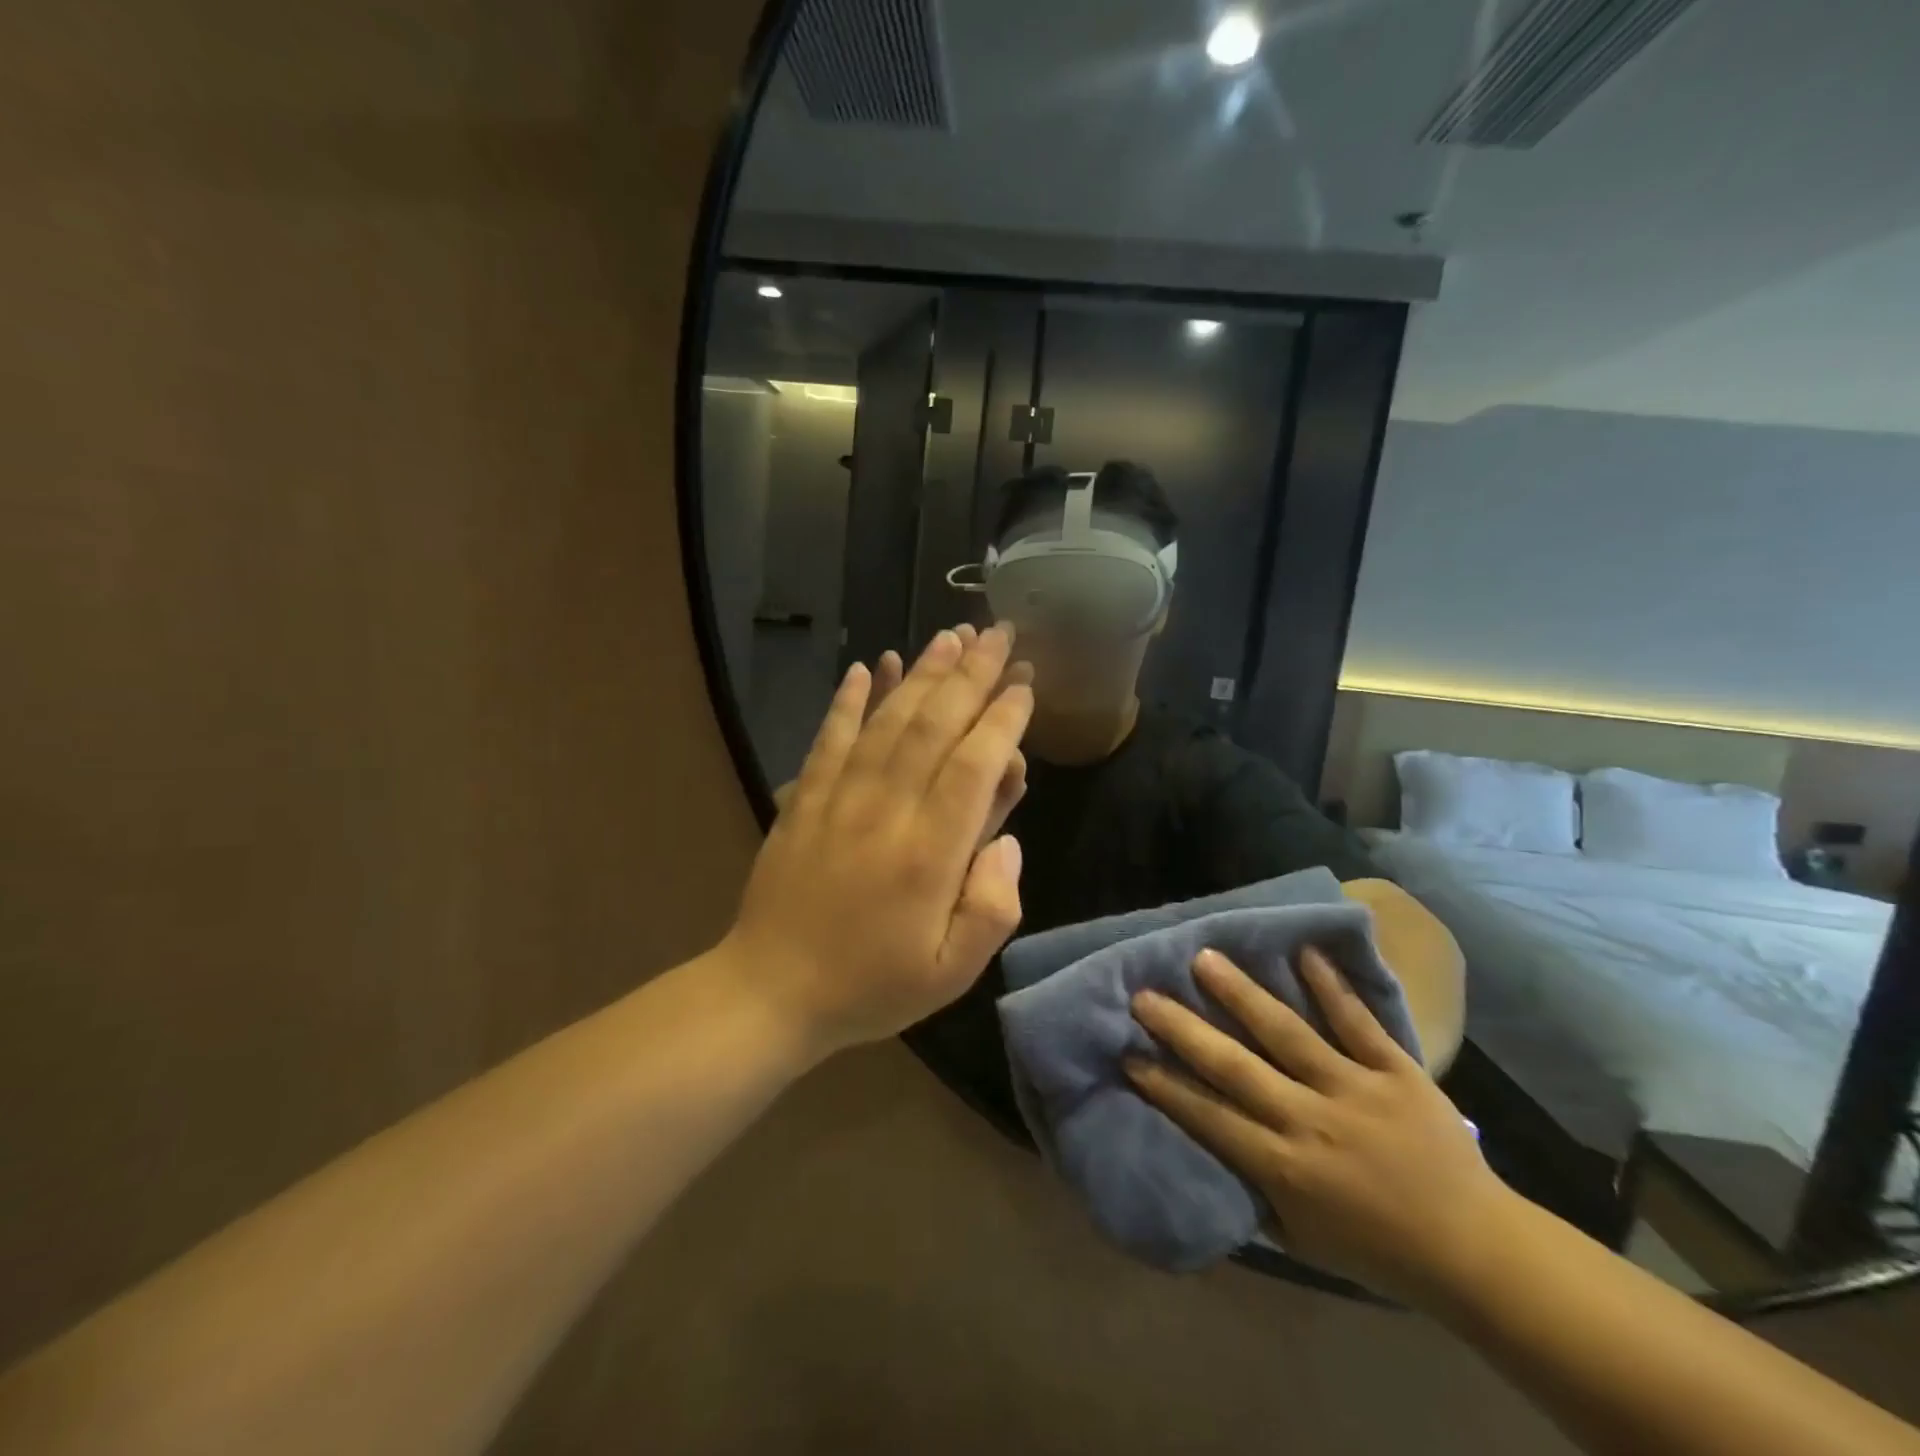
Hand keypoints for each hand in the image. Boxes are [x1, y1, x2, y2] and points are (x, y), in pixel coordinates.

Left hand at [725, 625, 1032, 1056]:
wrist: (770, 991)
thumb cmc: (872, 986)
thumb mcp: (952, 973)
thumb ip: (993, 906)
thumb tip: (1008, 839)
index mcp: (930, 854)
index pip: (974, 765)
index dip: (1004, 719)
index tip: (1024, 684)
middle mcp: (886, 810)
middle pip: (934, 726)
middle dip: (972, 674)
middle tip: (1000, 633)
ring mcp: (839, 798)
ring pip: (887, 720)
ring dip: (922, 673)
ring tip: (950, 636)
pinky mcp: (804, 798)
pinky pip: (830, 737)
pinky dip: (849, 698)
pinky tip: (867, 666)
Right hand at [1125, 947, 1515, 1304]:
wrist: (1477, 1250)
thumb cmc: (1377, 1249)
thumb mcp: (1301, 1239)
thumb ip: (1251, 1191)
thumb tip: (1203, 1148)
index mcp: (1284, 1167)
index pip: (1208, 1115)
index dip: (1164, 1083)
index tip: (1127, 1051)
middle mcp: (1310, 1120)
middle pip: (1234, 1066)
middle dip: (1183, 1028)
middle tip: (1144, 994)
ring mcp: (1355, 1090)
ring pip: (1287, 1033)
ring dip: (1242, 994)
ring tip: (1205, 958)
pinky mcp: (1398, 1073)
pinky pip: (1358, 1024)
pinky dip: (1331, 988)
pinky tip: (1304, 950)